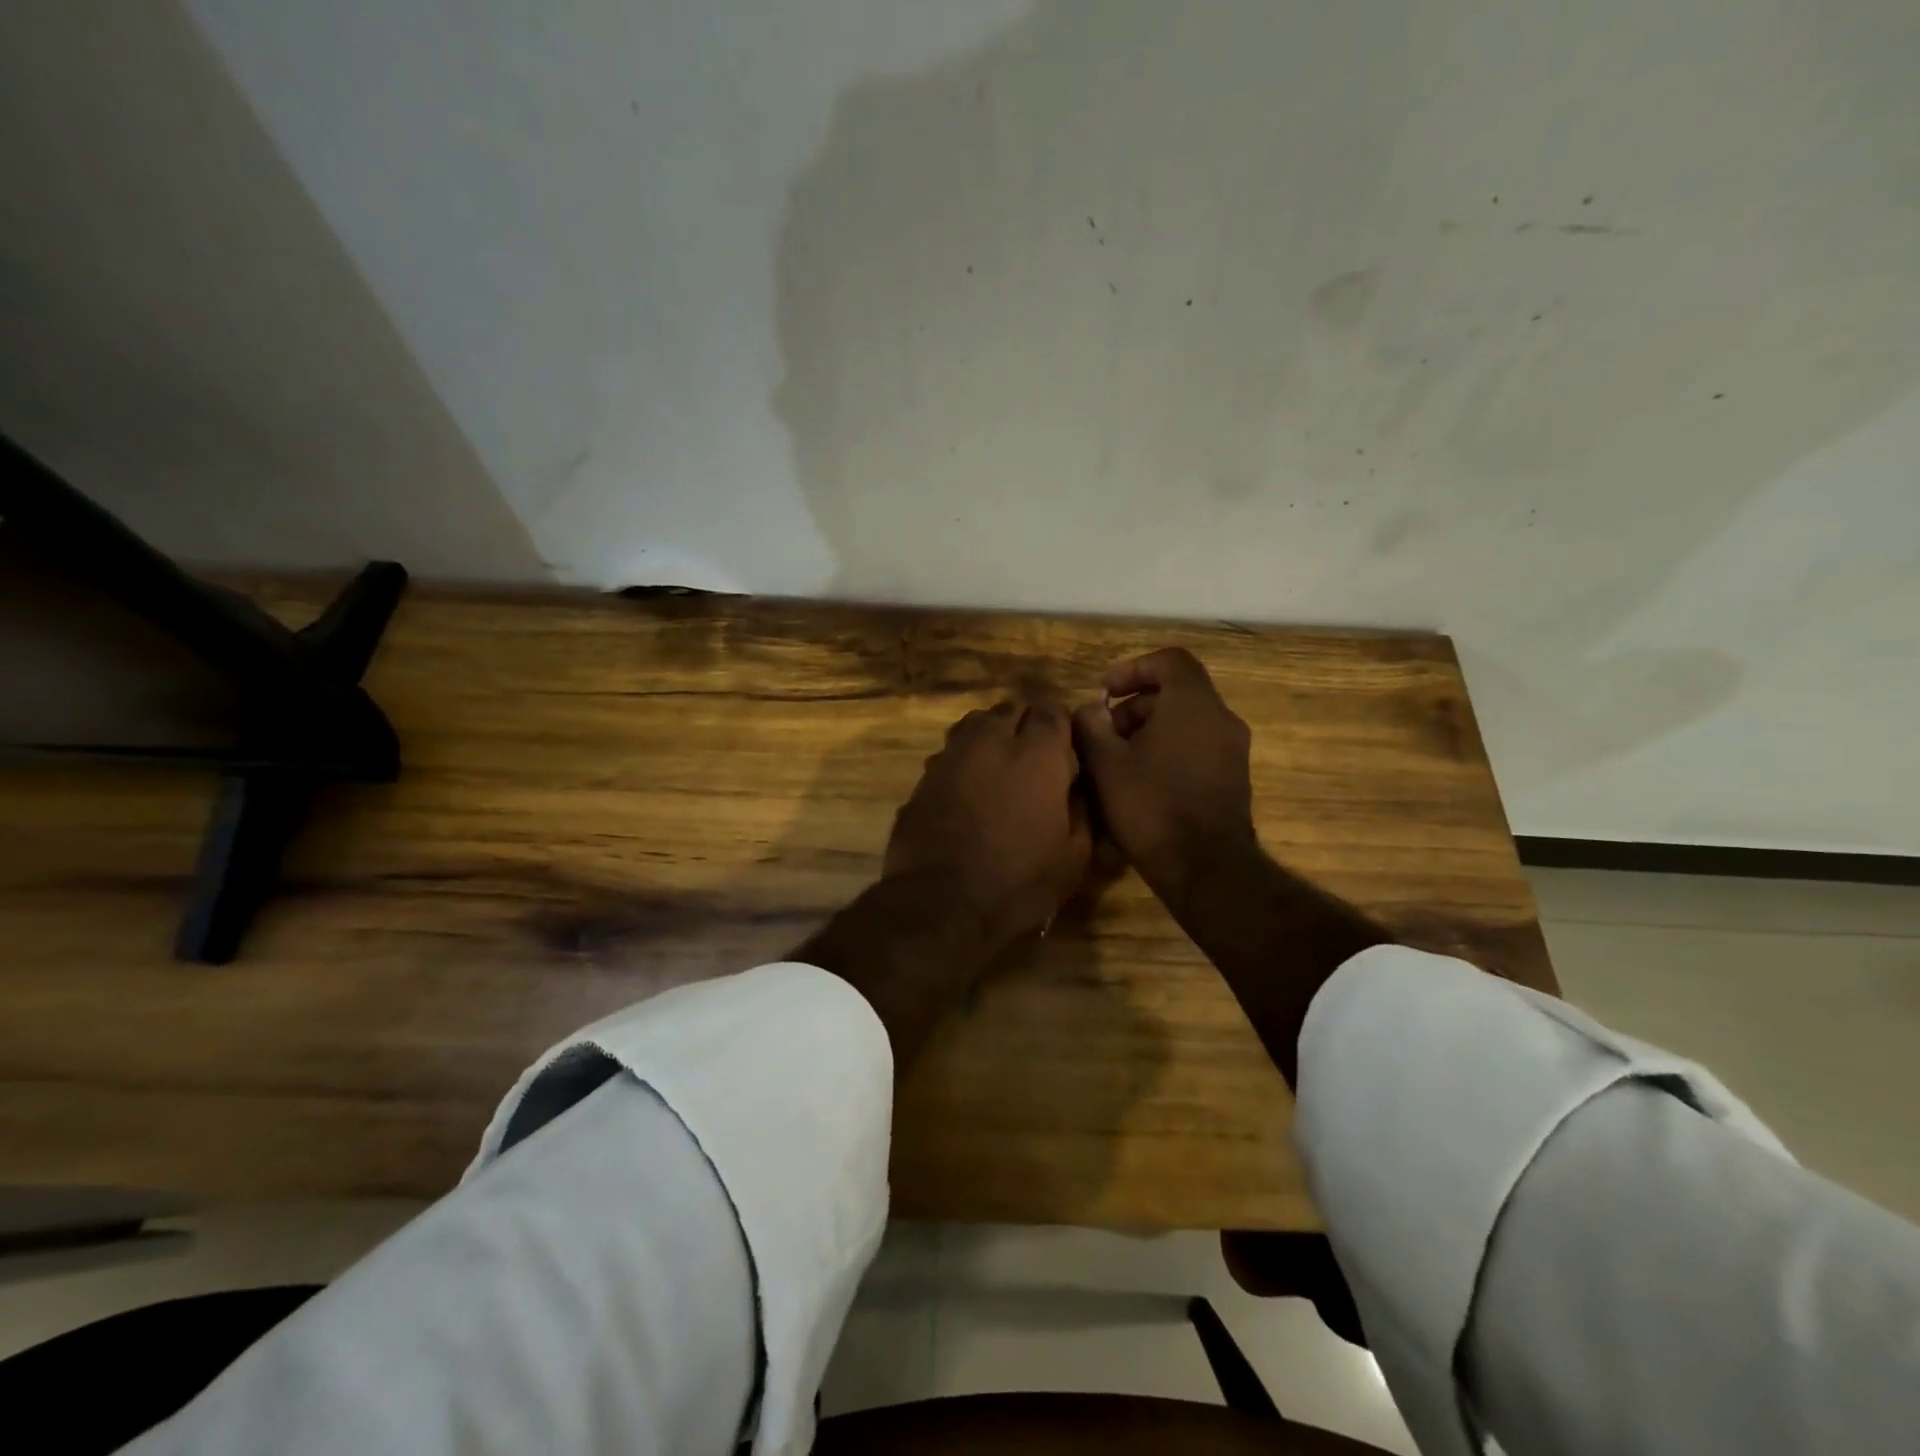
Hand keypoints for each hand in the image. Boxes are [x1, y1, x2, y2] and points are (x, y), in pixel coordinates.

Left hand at [884, 700, 1091, 949]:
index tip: (1065, 748)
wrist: (941, 902)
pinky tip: (968, 788)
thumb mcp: (1074, 856)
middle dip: (1025, 724)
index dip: (1060, 726)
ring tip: (1000, 765)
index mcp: (1036, 754)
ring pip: (975, 724)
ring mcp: (952, 755)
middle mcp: (991, 741)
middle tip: (1033, 756)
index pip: (1052, 710)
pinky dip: (964, 759)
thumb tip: (1077, 785)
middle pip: (1011, 709)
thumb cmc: (1019, 882)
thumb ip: (1082, 809)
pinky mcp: (924, 776)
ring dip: (991, 735)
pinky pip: (950, 752)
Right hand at [1072, 648, 1256, 909]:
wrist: (1205, 868)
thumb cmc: (1150, 806)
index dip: (1133, 668)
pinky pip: (1197, 748)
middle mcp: (1221, 718)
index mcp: (1193, 703)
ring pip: (1187, 722)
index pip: (1170, 660)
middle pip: (1176, 693)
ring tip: (1117, 762)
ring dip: (1149, 731)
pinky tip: (1142, 783)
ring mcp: (1233, 751)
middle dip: (1135, 706)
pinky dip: (1169, 751)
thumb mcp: (1105, 764)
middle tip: (1104, 734)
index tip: (1105, 693)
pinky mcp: (1233, 779)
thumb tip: (1092, 710)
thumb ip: (1091, 725)